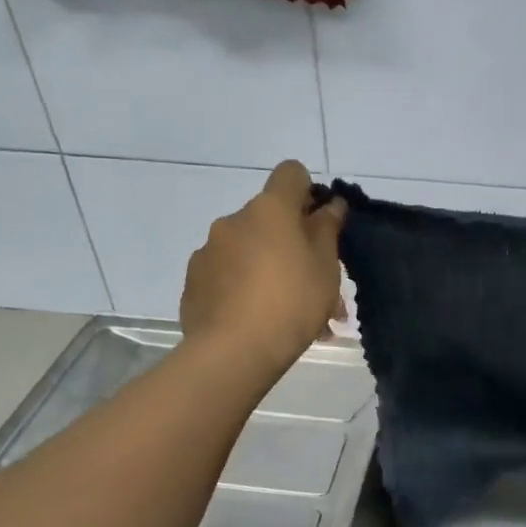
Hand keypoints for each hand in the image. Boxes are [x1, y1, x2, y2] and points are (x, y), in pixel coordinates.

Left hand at [180, 161, 345, 382]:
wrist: (233, 352)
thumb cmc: (292, 303)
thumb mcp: (326, 268)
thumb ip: (327, 230)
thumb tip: (330, 205)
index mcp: (269, 210)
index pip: (291, 173)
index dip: (309, 191)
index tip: (321, 223)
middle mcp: (234, 221)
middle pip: (270, 219)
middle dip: (293, 243)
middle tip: (316, 284)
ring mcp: (209, 251)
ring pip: (251, 251)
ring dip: (271, 270)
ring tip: (292, 314)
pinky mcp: (195, 282)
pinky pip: (229, 276)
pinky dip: (246, 289)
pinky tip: (260, 322)